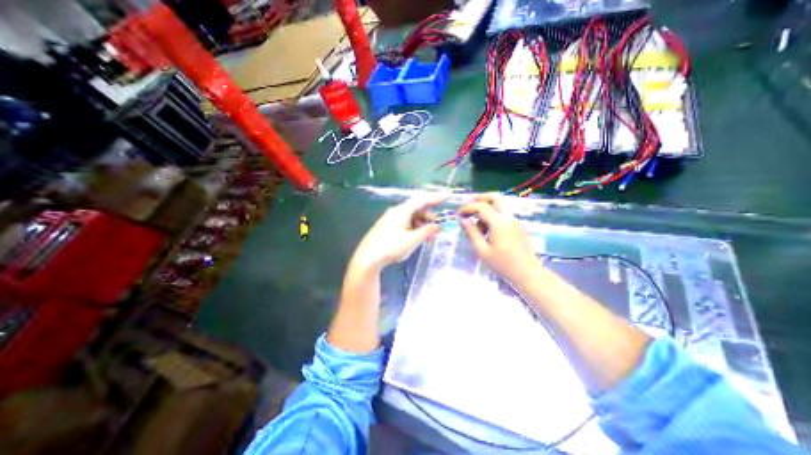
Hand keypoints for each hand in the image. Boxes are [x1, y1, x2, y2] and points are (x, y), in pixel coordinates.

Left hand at [353, 195, 446, 273]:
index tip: (447, 197)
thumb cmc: (391, 247)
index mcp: (402, 211)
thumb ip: (427, 231)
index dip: (435, 198)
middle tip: (438, 223)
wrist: (368, 257)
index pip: (421, 200)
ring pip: (410, 217)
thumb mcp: (412, 240)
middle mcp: (396, 212)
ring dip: (422, 223)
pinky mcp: (387, 228)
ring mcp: (390, 220)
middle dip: (429, 215)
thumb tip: (438, 225)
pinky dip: (414, 228)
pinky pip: (404, 223)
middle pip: (416, 208)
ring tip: (430, 234)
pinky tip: (418, 237)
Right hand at [460, 194, 539, 285]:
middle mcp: (508, 217)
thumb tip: (463, 221)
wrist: (527, 273)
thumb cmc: (502, 264)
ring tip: (478, 225)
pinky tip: (487, 230)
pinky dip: (493, 214)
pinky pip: (503, 213)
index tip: (458, 215)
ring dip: (486, 208)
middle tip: (469, 208)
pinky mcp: (516, 226)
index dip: (467, 208)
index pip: (481, 207)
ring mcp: (514, 221)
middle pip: (495, 197)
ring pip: (499, 204)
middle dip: (480, 199)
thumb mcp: (482, 251)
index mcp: (498, 222)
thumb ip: (472, 233)